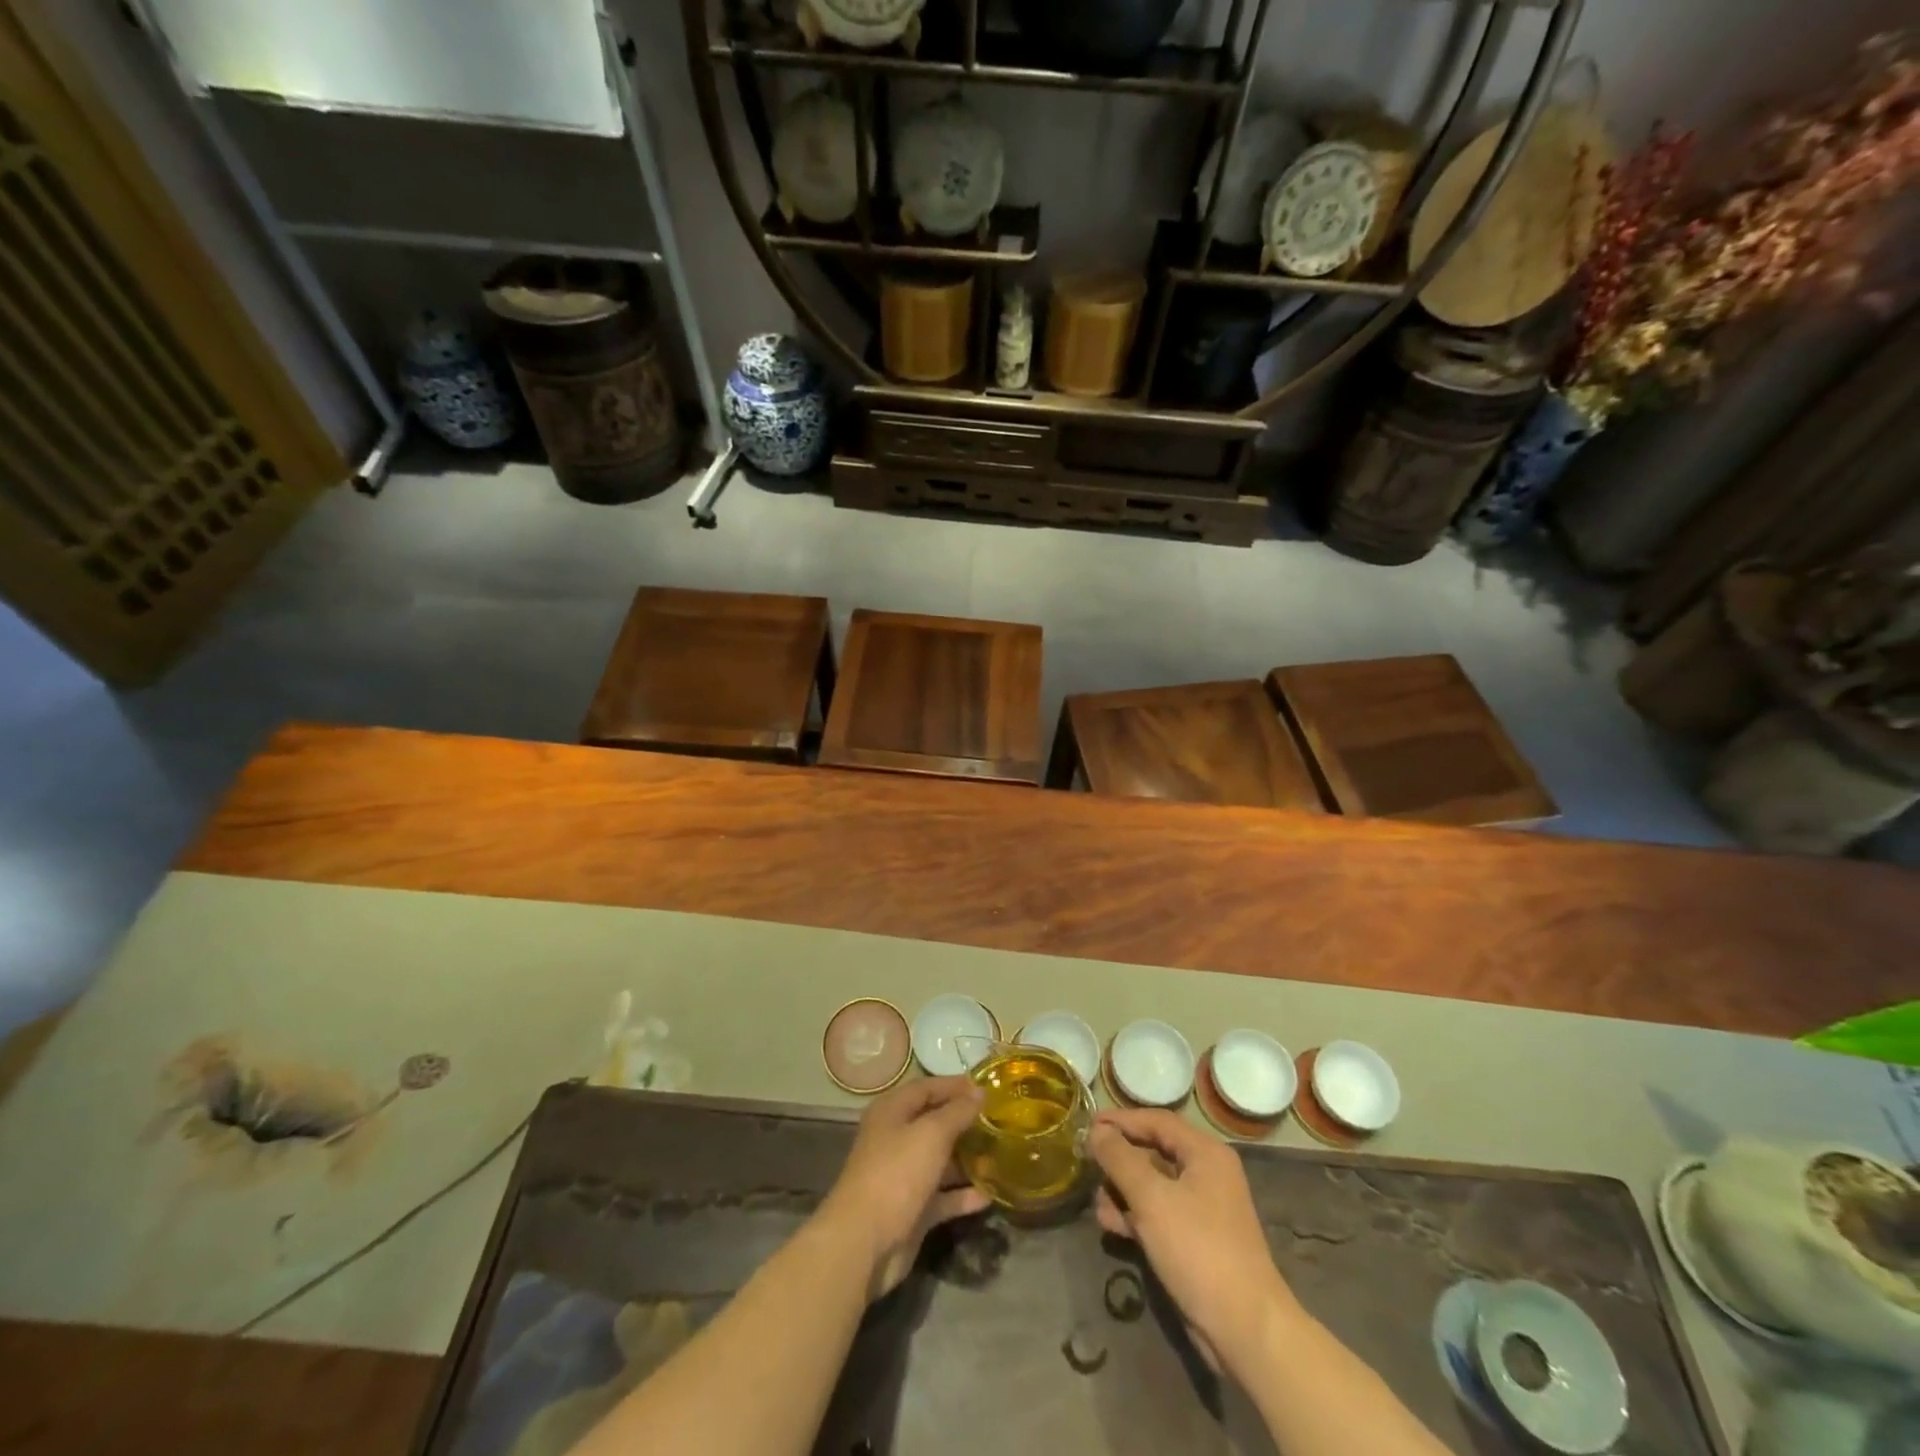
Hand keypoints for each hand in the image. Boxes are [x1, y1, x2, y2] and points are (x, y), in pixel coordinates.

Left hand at [819, 1075, 990, 1298]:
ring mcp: (904, 1176)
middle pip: (935, 1123)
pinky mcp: (913, 1209)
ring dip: (968, 1159)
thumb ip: (958, 1112)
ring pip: (941, 1161)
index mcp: (892, 1112)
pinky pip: (943, 1196)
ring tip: (1001, 1154)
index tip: (988, 1088)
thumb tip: (979, 1091)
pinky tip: (990, 1195)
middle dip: (965, 1122)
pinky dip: (963, 1195)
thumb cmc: (897, 1173)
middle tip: (999, 1121)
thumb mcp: (931, 1134)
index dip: (955, 1085)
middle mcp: (896, 1139)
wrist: (865, 1242)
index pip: (926, 1088)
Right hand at [1089, 1109, 1297, 1371]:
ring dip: (1123, 1190)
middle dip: (1119, 1159)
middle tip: (1087, 1162)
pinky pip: (1159, 1213)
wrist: (1244, 1329)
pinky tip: (1111, 1225)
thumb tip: (1096, 1132)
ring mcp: (1203, 1209)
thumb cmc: (1198, 1249)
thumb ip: (1119, 1159)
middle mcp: (1206, 1174)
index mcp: (1205, 1153)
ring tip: (1096, 1203)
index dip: (1120, 1120)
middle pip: (1154, 1151)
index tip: (1087, 1124)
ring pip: (1153, 1185)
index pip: (1156, 1121)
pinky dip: (1135, 1214)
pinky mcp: (1196, 1240)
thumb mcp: (1151, 1198)